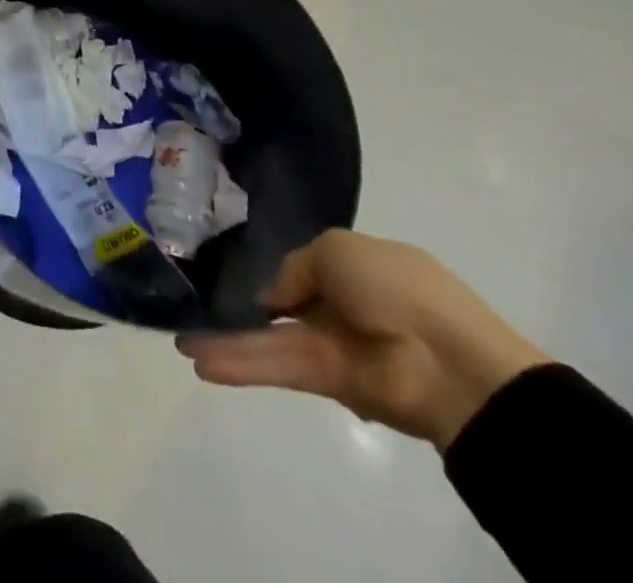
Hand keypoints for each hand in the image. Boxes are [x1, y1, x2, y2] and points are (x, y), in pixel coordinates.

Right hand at [175, 230, 550, 449]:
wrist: (451, 364)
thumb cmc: (398, 288)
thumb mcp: (336, 249)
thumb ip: (294, 267)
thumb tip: (274, 298)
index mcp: (356, 268)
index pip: (305, 268)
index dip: (269, 268)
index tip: (228, 266)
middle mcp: (342, 307)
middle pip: (279, 307)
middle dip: (238, 307)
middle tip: (192, 308)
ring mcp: (334, 347)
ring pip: (270, 340)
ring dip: (227, 341)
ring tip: (181, 342)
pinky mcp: (329, 383)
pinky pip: (278, 367)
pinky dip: (241, 364)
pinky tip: (201, 361)